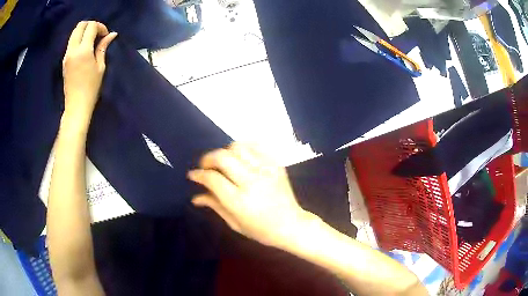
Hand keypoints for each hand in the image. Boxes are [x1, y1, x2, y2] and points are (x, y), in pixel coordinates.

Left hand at [62, 21, 116, 125]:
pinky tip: (85, 48)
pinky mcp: (64, 60)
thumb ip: (103, 47)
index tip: (106, 35)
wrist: (76, 106)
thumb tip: (112, 34)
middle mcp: (73, 50)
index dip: (100, 27)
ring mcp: (66, 55)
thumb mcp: (100, 66)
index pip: (91, 27)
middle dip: (91, 25)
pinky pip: (71, 42)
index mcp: (83, 51)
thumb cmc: (91, 88)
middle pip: (80, 26)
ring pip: (74, 32)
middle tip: (98, 34)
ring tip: (91, 41)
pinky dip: (79, 39)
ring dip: (84, 31)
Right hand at [188, 142, 310, 247]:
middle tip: (205, 166)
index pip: (213, 179)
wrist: (291, 225)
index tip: (193, 175)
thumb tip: (195, 196)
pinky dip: (243, 147)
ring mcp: (266, 171)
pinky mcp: (276, 164)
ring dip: (225, 152)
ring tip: (223, 162)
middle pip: (223, 157)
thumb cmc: (261, 230)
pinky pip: (256, 146)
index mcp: (240, 201)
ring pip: (238, 148)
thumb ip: (214, 205)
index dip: (199, 175)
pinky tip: (239, 156)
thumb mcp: (234, 223)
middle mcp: (252, 182)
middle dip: (208, 158)